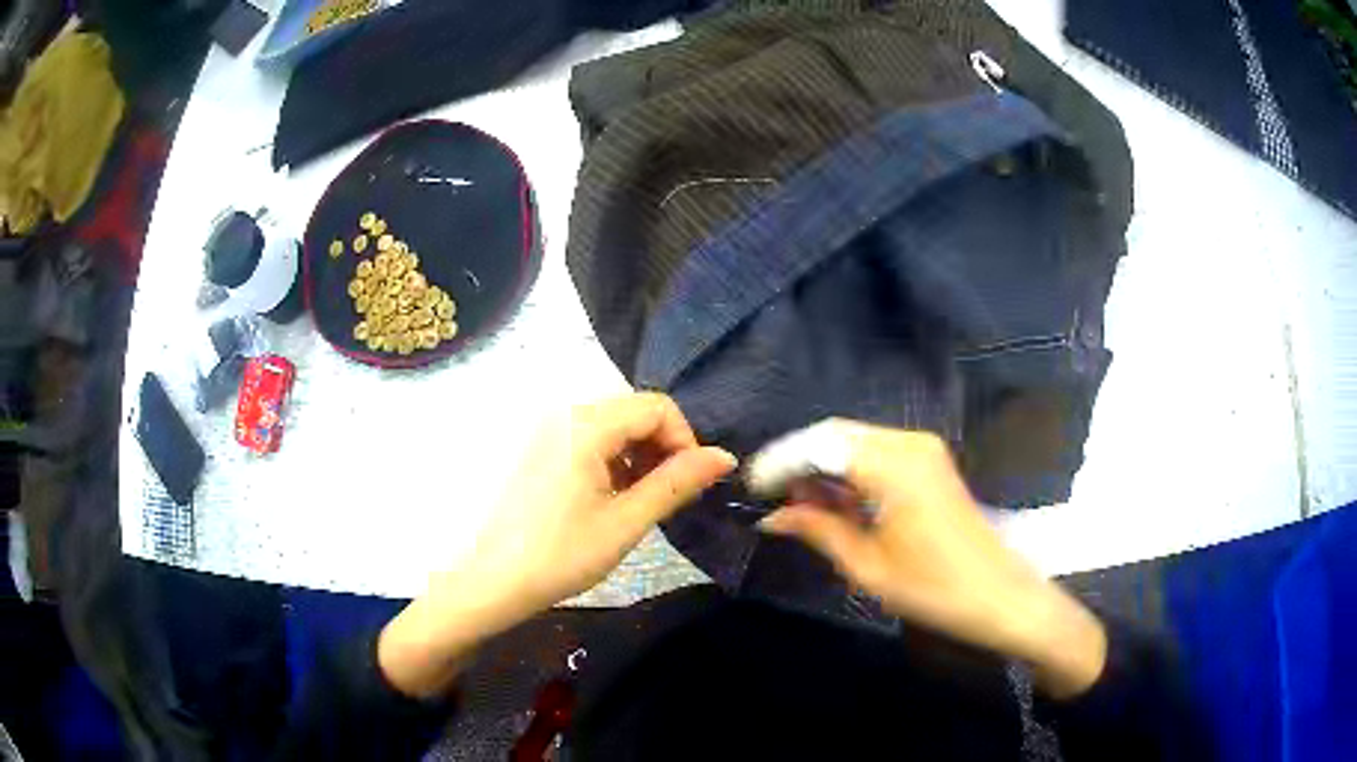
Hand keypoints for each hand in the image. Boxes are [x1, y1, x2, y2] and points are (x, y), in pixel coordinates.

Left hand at [379, 393, 735, 696]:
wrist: (493, 580)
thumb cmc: (561, 555)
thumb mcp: (627, 522)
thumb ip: (677, 483)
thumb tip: (724, 456)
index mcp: (586, 425)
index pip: (657, 406)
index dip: (684, 439)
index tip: (690, 482)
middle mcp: (565, 414)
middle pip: (634, 411)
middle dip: (662, 447)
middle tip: (667, 495)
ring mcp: (547, 430)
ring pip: (613, 426)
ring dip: (639, 455)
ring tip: (640, 501)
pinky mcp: (539, 448)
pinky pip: (588, 438)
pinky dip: (612, 460)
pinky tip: (611, 498)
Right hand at [757, 420, 1105, 697]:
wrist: (998, 594)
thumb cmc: (932, 588)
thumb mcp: (866, 565)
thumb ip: (817, 530)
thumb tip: (771, 516)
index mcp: (892, 464)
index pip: (820, 445)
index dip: (781, 462)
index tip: (751, 488)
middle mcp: (908, 442)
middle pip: (836, 435)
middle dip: (799, 461)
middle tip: (769, 497)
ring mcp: (923, 448)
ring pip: (855, 442)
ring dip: (823, 466)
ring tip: (795, 504)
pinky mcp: (930, 461)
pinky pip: (876, 453)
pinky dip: (849, 471)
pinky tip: (833, 501)